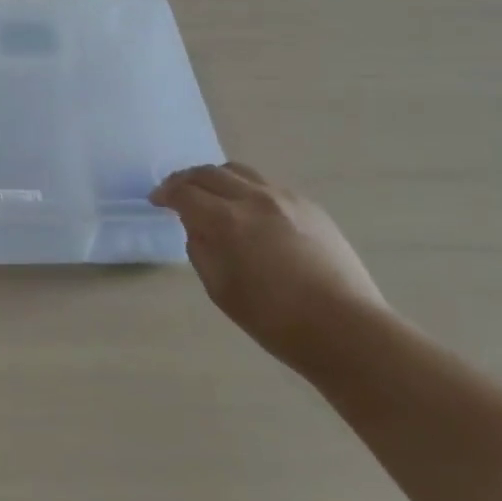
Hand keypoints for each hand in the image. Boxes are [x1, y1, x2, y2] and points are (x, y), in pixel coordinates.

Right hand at [151, 162, 389, 367]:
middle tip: (175, 192)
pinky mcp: (310, 207)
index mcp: (227, 221)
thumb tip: (197, 227)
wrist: (345, 329)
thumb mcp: (220, 289)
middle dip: (186, 179)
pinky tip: (248, 211)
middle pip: (209, 173)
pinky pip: (267, 186)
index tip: (156, 200)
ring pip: (240, 172)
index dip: (165, 193)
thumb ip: (200, 249)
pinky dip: (246, 189)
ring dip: (216, 178)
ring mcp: (286, 199)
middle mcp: (254, 199)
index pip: (184, 192)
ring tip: (210, 194)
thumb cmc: (274, 319)